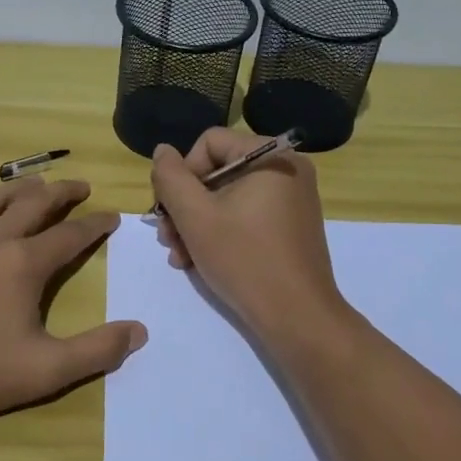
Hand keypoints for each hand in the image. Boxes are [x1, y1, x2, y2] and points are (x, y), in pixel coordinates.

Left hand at [0, 177, 145, 425]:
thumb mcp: (45, 371)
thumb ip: (96, 351)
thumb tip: (139, 331)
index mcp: (23, 265)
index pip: (70, 235)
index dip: (95, 224)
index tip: (112, 216)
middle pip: (33, 204)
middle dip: (61, 192)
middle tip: (79, 187)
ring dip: (15, 189)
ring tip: (31, 186)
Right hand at [151, 128, 347, 342]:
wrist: (297, 317)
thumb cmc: (244, 259)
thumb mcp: (195, 216)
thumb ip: (171, 177)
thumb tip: (163, 151)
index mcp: (272, 156)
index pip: (209, 143)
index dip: (182, 173)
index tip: (170, 210)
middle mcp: (287, 170)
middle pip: (217, 171)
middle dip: (185, 206)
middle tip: (166, 238)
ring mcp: (292, 200)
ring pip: (228, 198)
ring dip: (196, 224)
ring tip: (179, 256)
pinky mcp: (291, 227)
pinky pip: (246, 216)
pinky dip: (221, 233)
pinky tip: (199, 261)